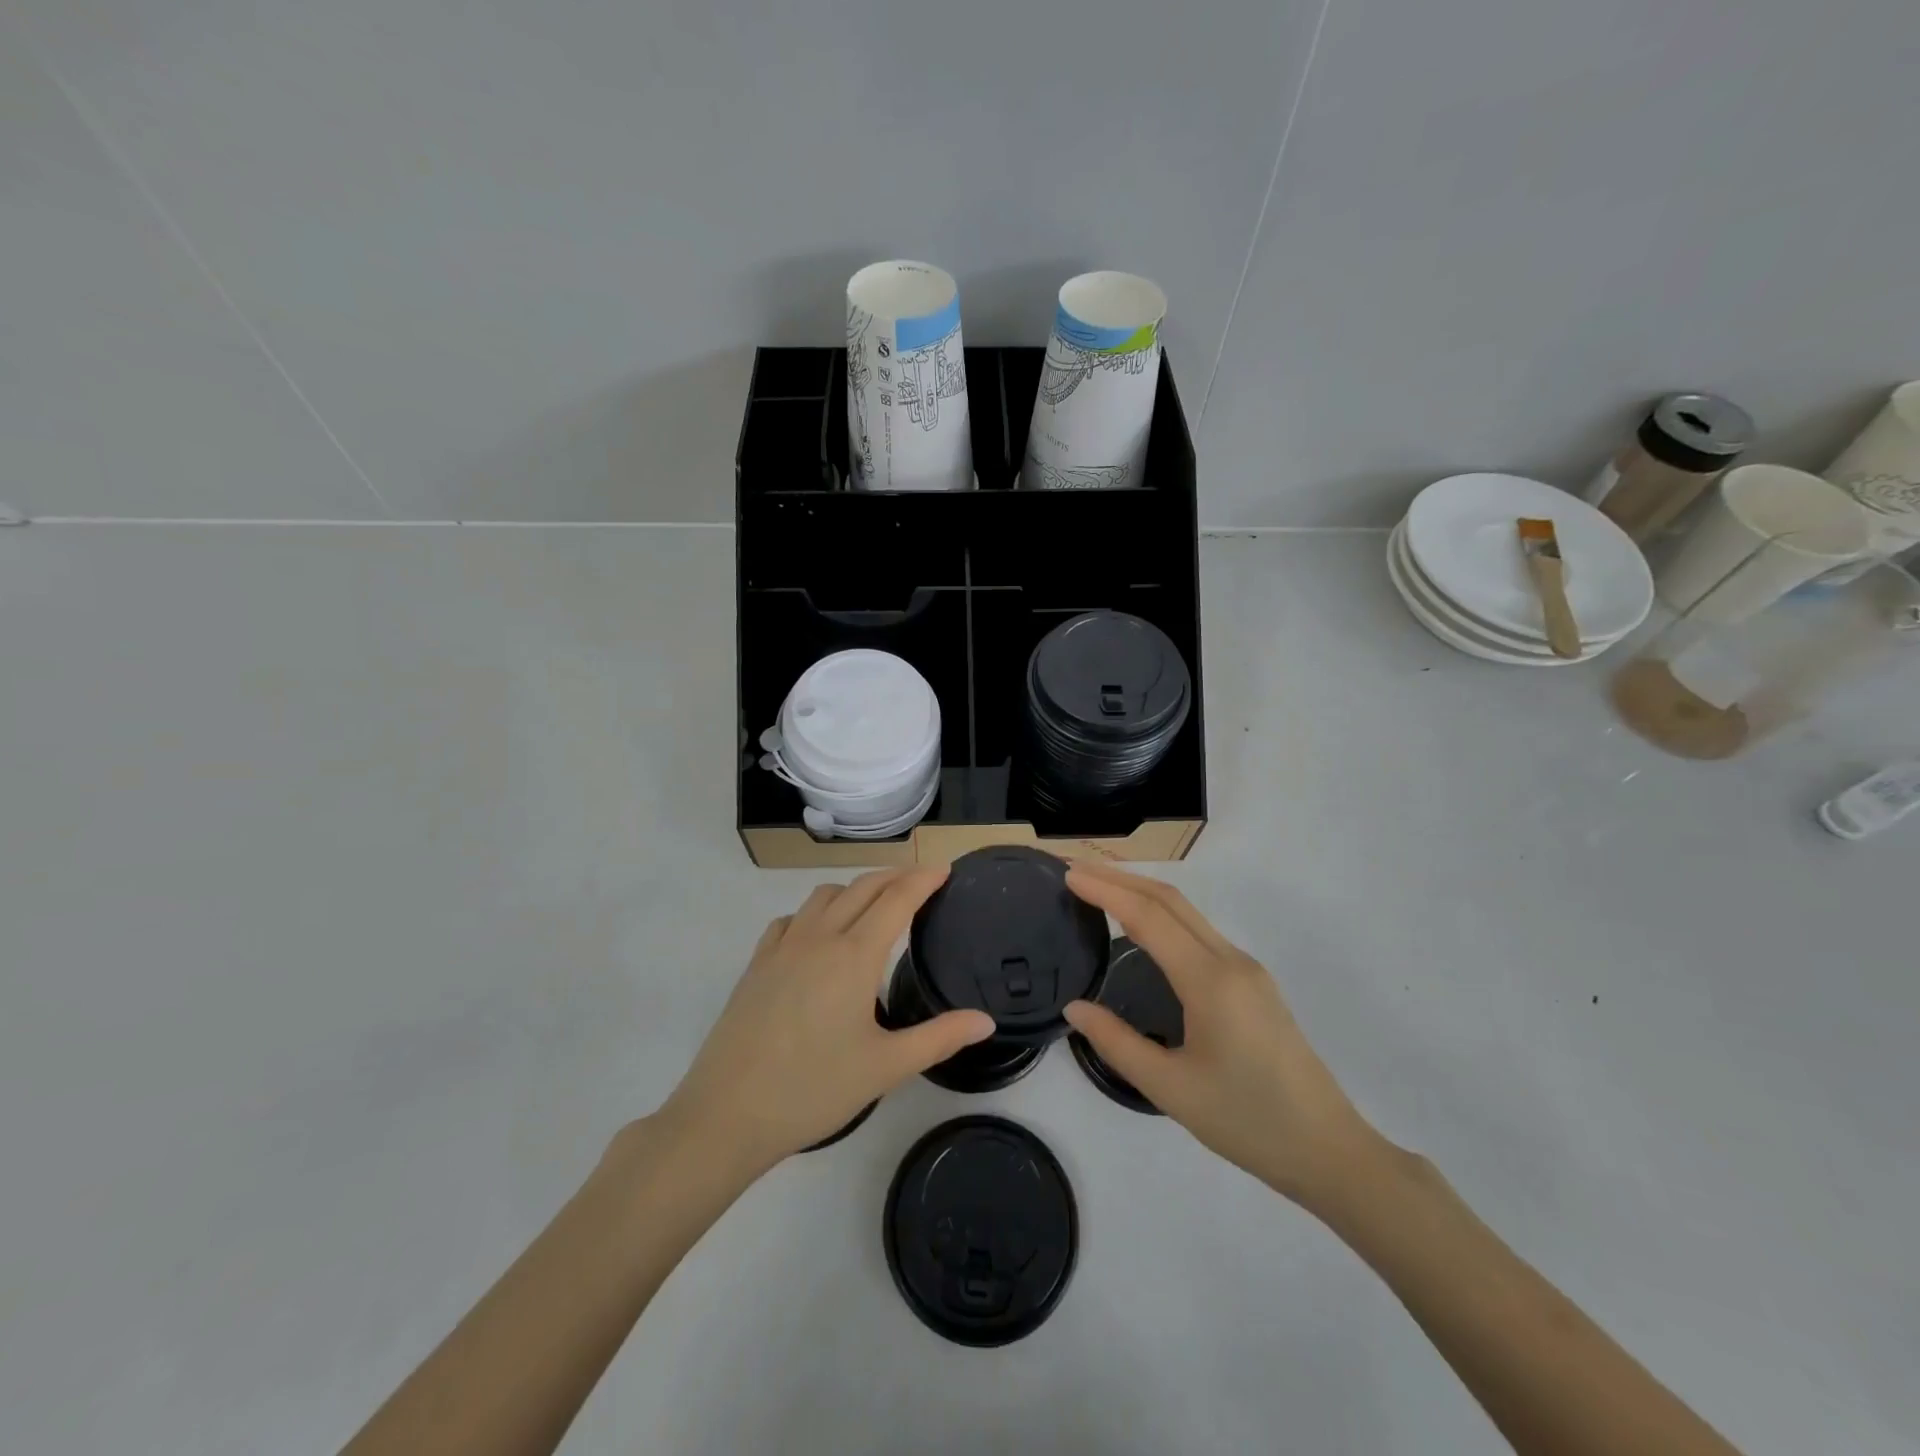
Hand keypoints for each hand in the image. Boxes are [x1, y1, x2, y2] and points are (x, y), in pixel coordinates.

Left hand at [658, 868, 993, 1173]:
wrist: (727, 1113)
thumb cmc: (814, 1089)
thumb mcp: (886, 1067)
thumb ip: (940, 1038)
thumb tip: (986, 1021)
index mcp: (854, 956)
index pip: (897, 899)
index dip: (924, 880)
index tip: (944, 870)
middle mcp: (819, 937)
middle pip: (863, 887)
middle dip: (895, 876)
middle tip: (920, 882)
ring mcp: (783, 947)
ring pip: (824, 895)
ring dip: (855, 889)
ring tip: (873, 907)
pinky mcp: (757, 964)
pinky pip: (791, 919)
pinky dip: (815, 912)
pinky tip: (818, 936)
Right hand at [1063, 863, 1378, 1207]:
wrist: (1328, 1150)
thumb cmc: (1247, 1122)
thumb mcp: (1170, 1088)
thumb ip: (1116, 1042)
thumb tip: (1074, 1007)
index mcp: (1210, 980)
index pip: (1148, 916)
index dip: (1105, 890)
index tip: (1067, 874)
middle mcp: (1230, 960)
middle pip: (1170, 900)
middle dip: (1120, 877)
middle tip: (1075, 868)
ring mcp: (1246, 968)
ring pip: (1187, 913)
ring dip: (1141, 892)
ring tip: (1098, 889)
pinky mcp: (1253, 983)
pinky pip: (1198, 933)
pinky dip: (1161, 916)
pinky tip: (1140, 929)